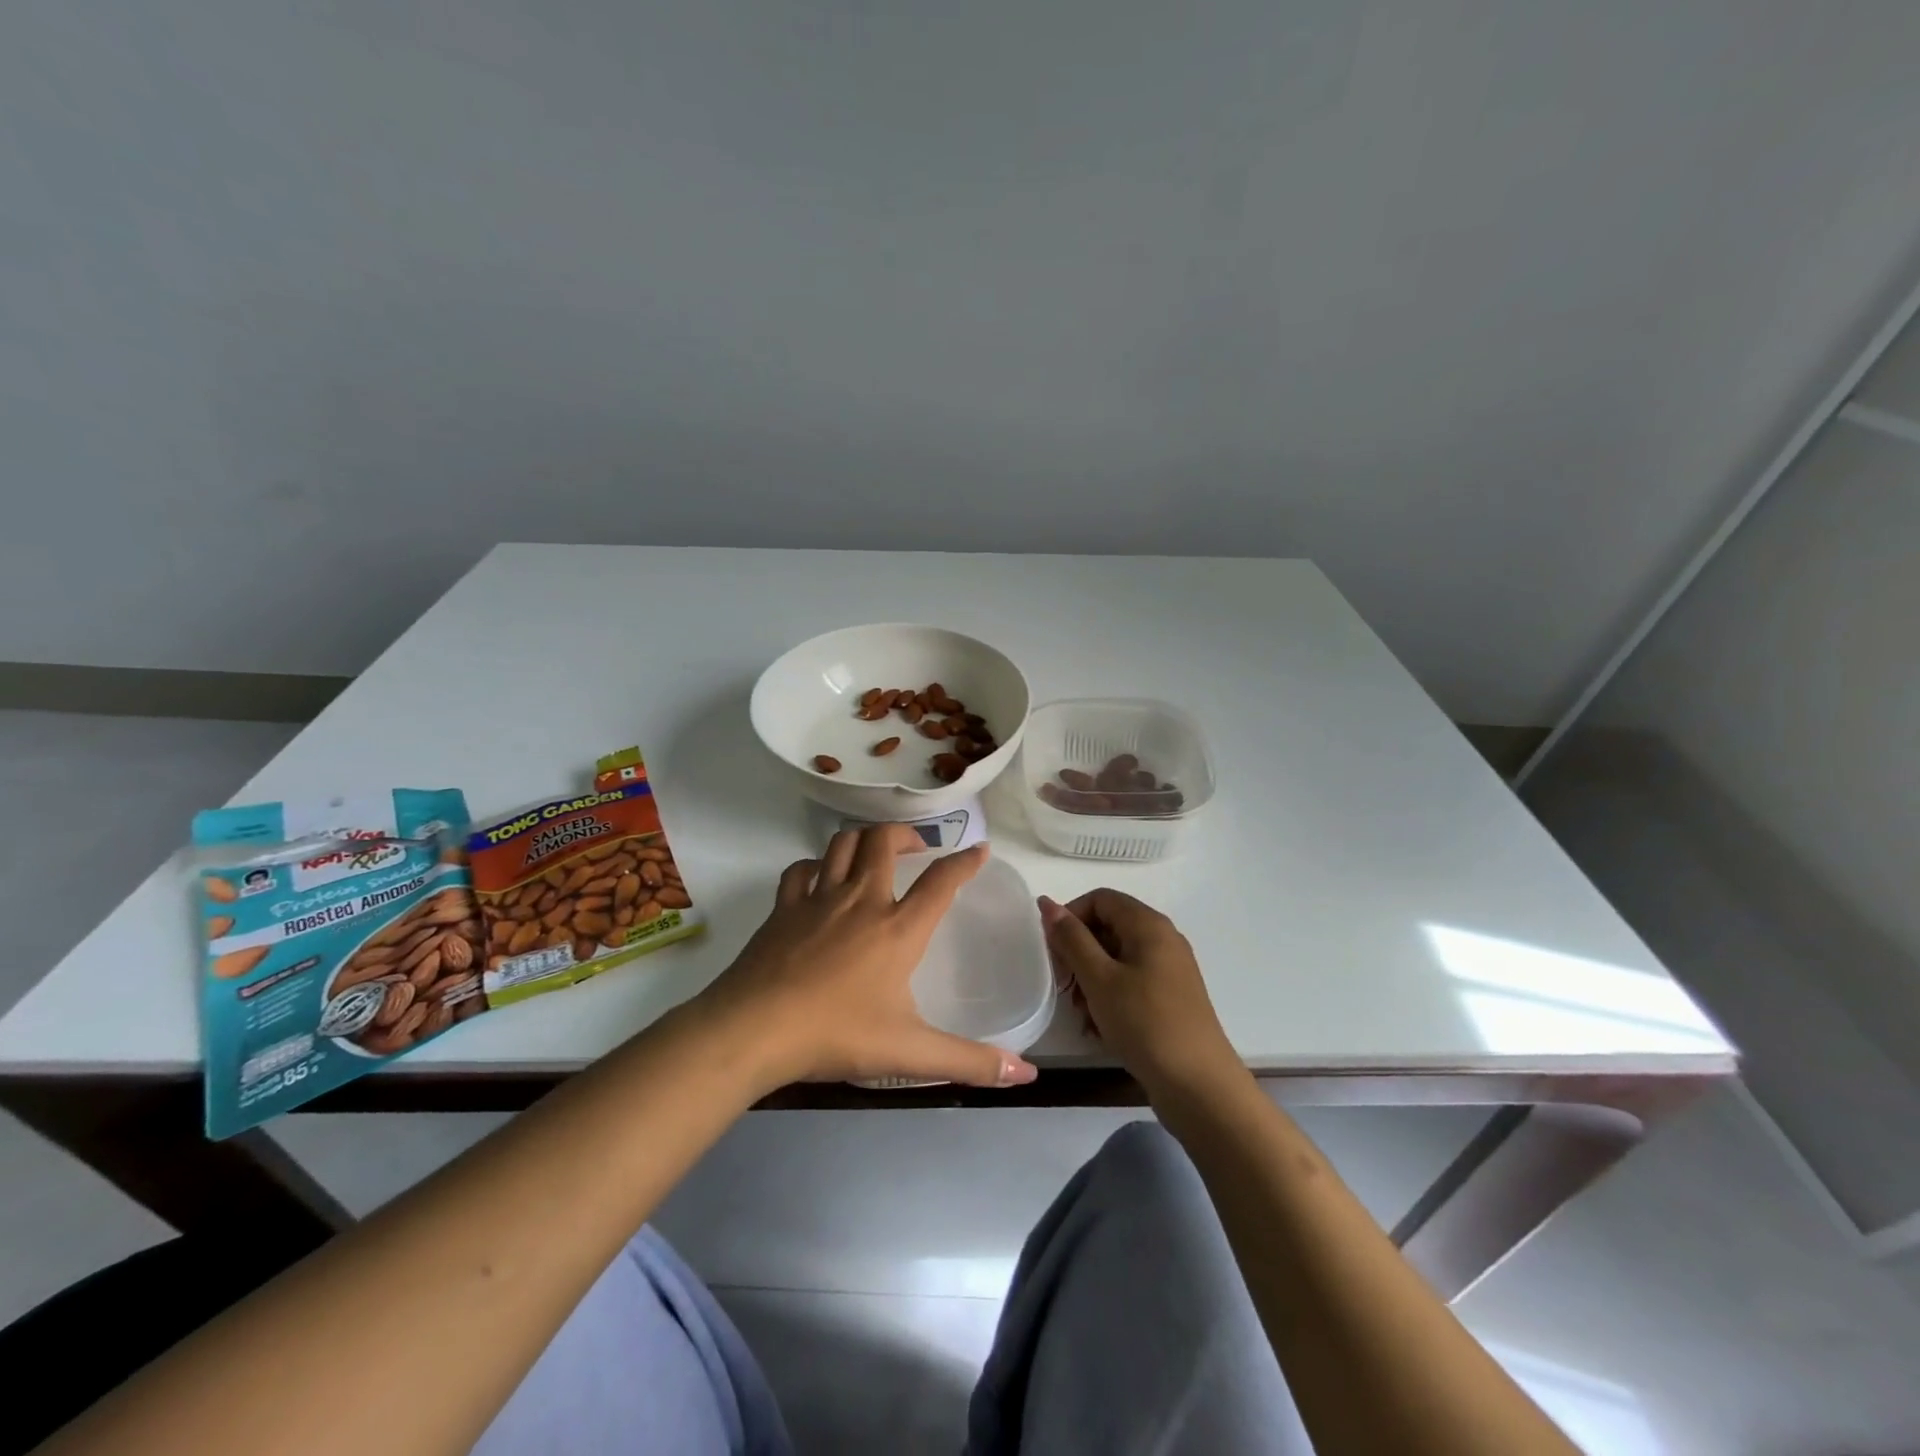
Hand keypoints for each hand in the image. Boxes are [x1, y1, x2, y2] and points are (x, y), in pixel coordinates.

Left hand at [697, 825, 1039, 1091]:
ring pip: (843, 844)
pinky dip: (815, 864)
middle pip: (885, 841)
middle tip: (918, 847)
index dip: (964, 862)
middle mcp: (861, 900)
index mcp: (898, 929)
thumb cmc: (837, 1034)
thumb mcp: (910, 1053)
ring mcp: (818, 899)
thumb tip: (1026, 1074)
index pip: (941, 882)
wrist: (755, 1029)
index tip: (979, 849)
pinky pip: (801, 869)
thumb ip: (969, 1062)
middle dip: (906, 834)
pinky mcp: (784, 908)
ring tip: (875, 851)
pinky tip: (819, 877)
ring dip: (863, 839)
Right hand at [1039, 890, 1239, 1099]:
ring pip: (1117, 959)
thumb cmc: (1145, 1023)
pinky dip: (1110, 997)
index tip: (1053, 950)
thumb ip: (1071, 939)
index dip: (1071, 916)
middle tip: (1064, 985)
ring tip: (1081, 1014)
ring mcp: (1170, 970)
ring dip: (1091, 980)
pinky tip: (1098, 1028)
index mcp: (1149, 925)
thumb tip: (1048, 903)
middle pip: (1108, 927)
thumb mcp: (1099, 979)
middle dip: (1079, 953)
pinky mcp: (1171, 998)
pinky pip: (1131, 983)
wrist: (1199, 1086)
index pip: (1100, 898)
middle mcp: (1163, 939)